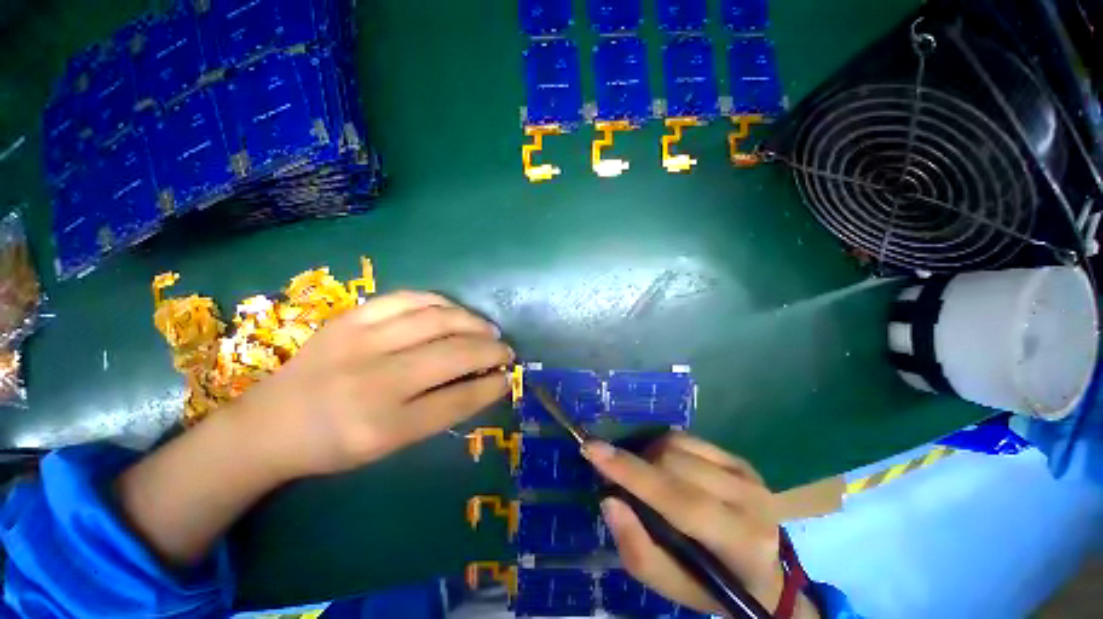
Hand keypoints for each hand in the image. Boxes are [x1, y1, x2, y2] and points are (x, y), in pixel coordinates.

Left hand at [235, 290, 513, 478]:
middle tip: (505, 352)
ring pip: (437, 320)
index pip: (457, 400)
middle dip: (491, 351)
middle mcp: (374, 380)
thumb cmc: (335, 445)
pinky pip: (408, 298)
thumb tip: (483, 382)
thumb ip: (439, 411)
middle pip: (453, 354)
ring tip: (488, 330)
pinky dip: (441, 302)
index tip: (508, 377)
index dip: (491, 386)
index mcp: (383, 426)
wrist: (269, 423)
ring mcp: (360, 341)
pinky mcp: (350, 317)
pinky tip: (455, 311)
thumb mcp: (390, 445)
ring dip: (473, 323)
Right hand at [584, 434, 817, 617]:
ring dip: (650, 455)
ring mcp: (748, 475)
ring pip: (678, 444)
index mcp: (738, 542)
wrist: (764, 576)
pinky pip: (689, 438)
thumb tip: (609, 499)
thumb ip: (636, 548)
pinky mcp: (742, 461)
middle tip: (621, 478)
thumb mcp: (669, 586)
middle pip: (673, 463)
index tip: (591, 449)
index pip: (678, 499)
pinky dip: (667, 447)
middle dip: (637, 465)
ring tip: (647, 476)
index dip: (631, 472)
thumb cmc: (712, 587)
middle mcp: (750, 501)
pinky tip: (667, 467)